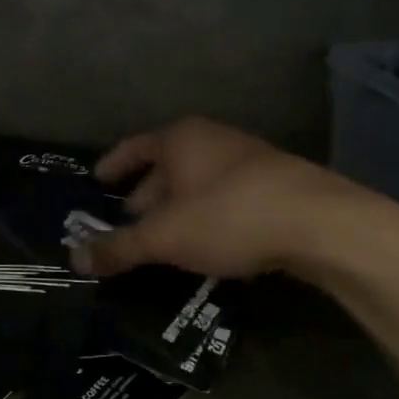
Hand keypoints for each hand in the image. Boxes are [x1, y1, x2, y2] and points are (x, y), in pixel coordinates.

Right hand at [75, 117, 377, 279]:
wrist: (324, 224)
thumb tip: (73, 259)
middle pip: (165, 165)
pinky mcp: (276, 183)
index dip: (113, 165)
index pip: (133, 147)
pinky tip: (207, 242)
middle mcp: (211, 139)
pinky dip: (206, 214)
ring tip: (164, 238)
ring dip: (177, 207)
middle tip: (128, 223)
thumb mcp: (165, 237)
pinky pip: (224, 195)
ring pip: (197, 181)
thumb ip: (118, 247)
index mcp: (179, 139)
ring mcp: (247, 158)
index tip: (97, 182)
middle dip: (144, 194)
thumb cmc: (229, 216)